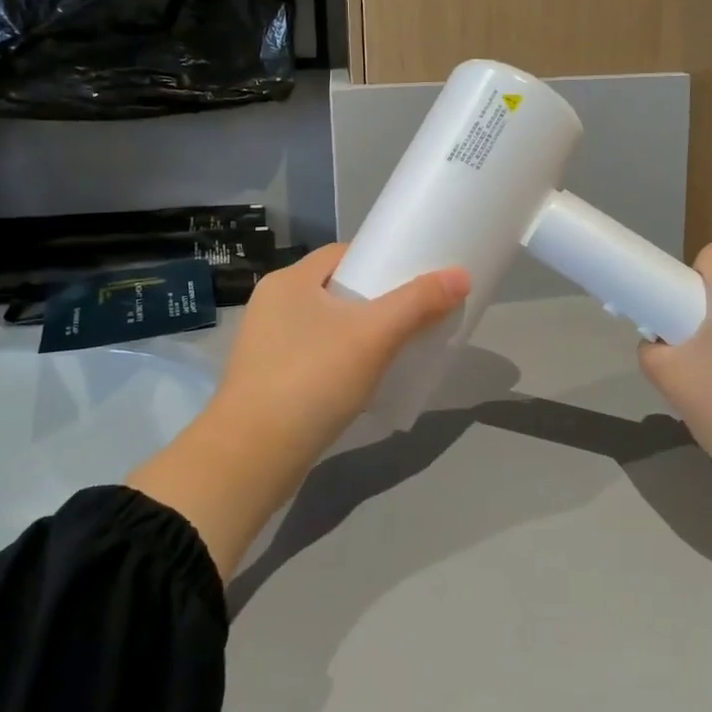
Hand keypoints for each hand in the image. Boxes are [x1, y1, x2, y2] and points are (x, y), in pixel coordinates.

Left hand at [127, 244, 468, 576]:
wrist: (251, 458)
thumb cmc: (311, 381)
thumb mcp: (373, 337)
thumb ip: (418, 303)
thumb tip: (461, 275)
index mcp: (288, 280)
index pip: (343, 253)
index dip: (381, 259)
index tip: (414, 277)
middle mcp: (273, 304)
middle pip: (337, 288)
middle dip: (376, 299)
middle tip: (413, 314)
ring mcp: (266, 343)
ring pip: (326, 324)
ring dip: (359, 332)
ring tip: (396, 346)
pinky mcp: (267, 378)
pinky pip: (315, 354)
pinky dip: (341, 359)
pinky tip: (364, 378)